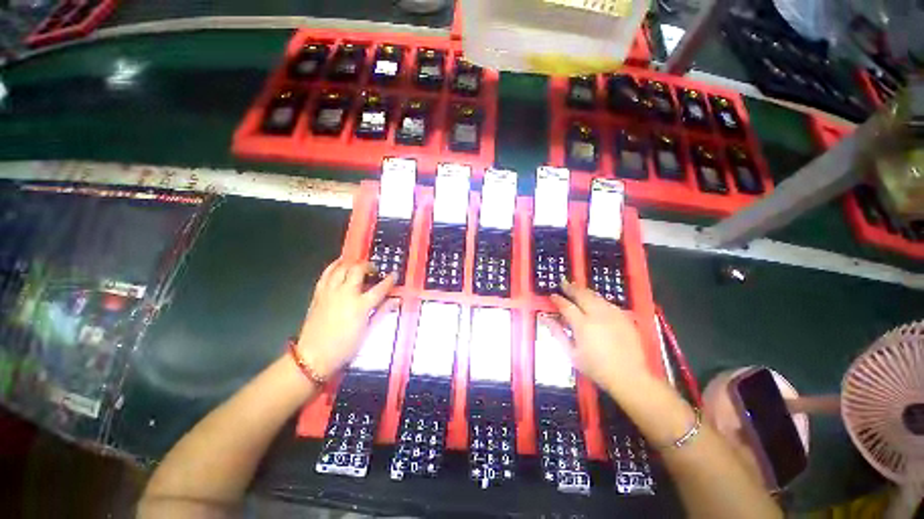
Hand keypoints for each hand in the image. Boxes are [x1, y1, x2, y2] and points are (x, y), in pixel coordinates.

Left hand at [296, 259, 395, 378]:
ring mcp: (330, 292)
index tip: (394, 275)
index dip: (389, 280)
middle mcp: (346, 294)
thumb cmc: (345, 347)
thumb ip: (382, 312)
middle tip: (374, 270)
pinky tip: (339, 264)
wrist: (313, 357)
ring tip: (358, 265)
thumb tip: (395, 300)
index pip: (380, 288)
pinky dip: (334, 266)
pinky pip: (326, 274)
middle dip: (368, 266)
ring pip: (341, 268)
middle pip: (358, 271)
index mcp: (361, 306)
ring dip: (352, 263)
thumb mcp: (368, 331)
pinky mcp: (318, 294)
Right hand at [549, 280, 649, 393]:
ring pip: (595, 296)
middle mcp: (597, 315)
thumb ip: (557, 332)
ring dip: (584, 291)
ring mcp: (613, 314)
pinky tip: (595, 300)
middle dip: (571, 288)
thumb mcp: (571, 353)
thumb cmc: (596, 368)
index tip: (552, 295)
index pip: (566, 306)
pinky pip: (608, 302)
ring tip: (576, 288)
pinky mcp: (624, 317)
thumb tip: (544, 318)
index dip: (557, 299)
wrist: (630, 377)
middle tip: (563, 283)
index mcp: (583, 325)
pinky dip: (598, 299)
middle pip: (582, 295)